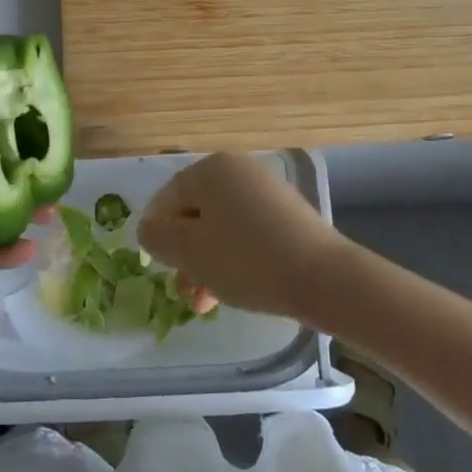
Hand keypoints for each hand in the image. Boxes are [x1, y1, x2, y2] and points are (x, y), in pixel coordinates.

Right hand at [139, 152, 349, 318]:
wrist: (323, 277)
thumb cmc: (246, 260)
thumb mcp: (190, 251)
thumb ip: (158, 237)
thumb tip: (149, 229)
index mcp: (210, 169)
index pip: (167, 198)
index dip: (157, 235)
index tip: (161, 269)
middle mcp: (237, 170)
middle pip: (194, 212)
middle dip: (185, 254)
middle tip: (186, 292)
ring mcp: (265, 190)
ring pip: (220, 226)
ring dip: (207, 261)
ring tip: (207, 302)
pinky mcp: (286, 213)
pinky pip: (246, 231)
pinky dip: (234, 256)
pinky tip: (235, 288)